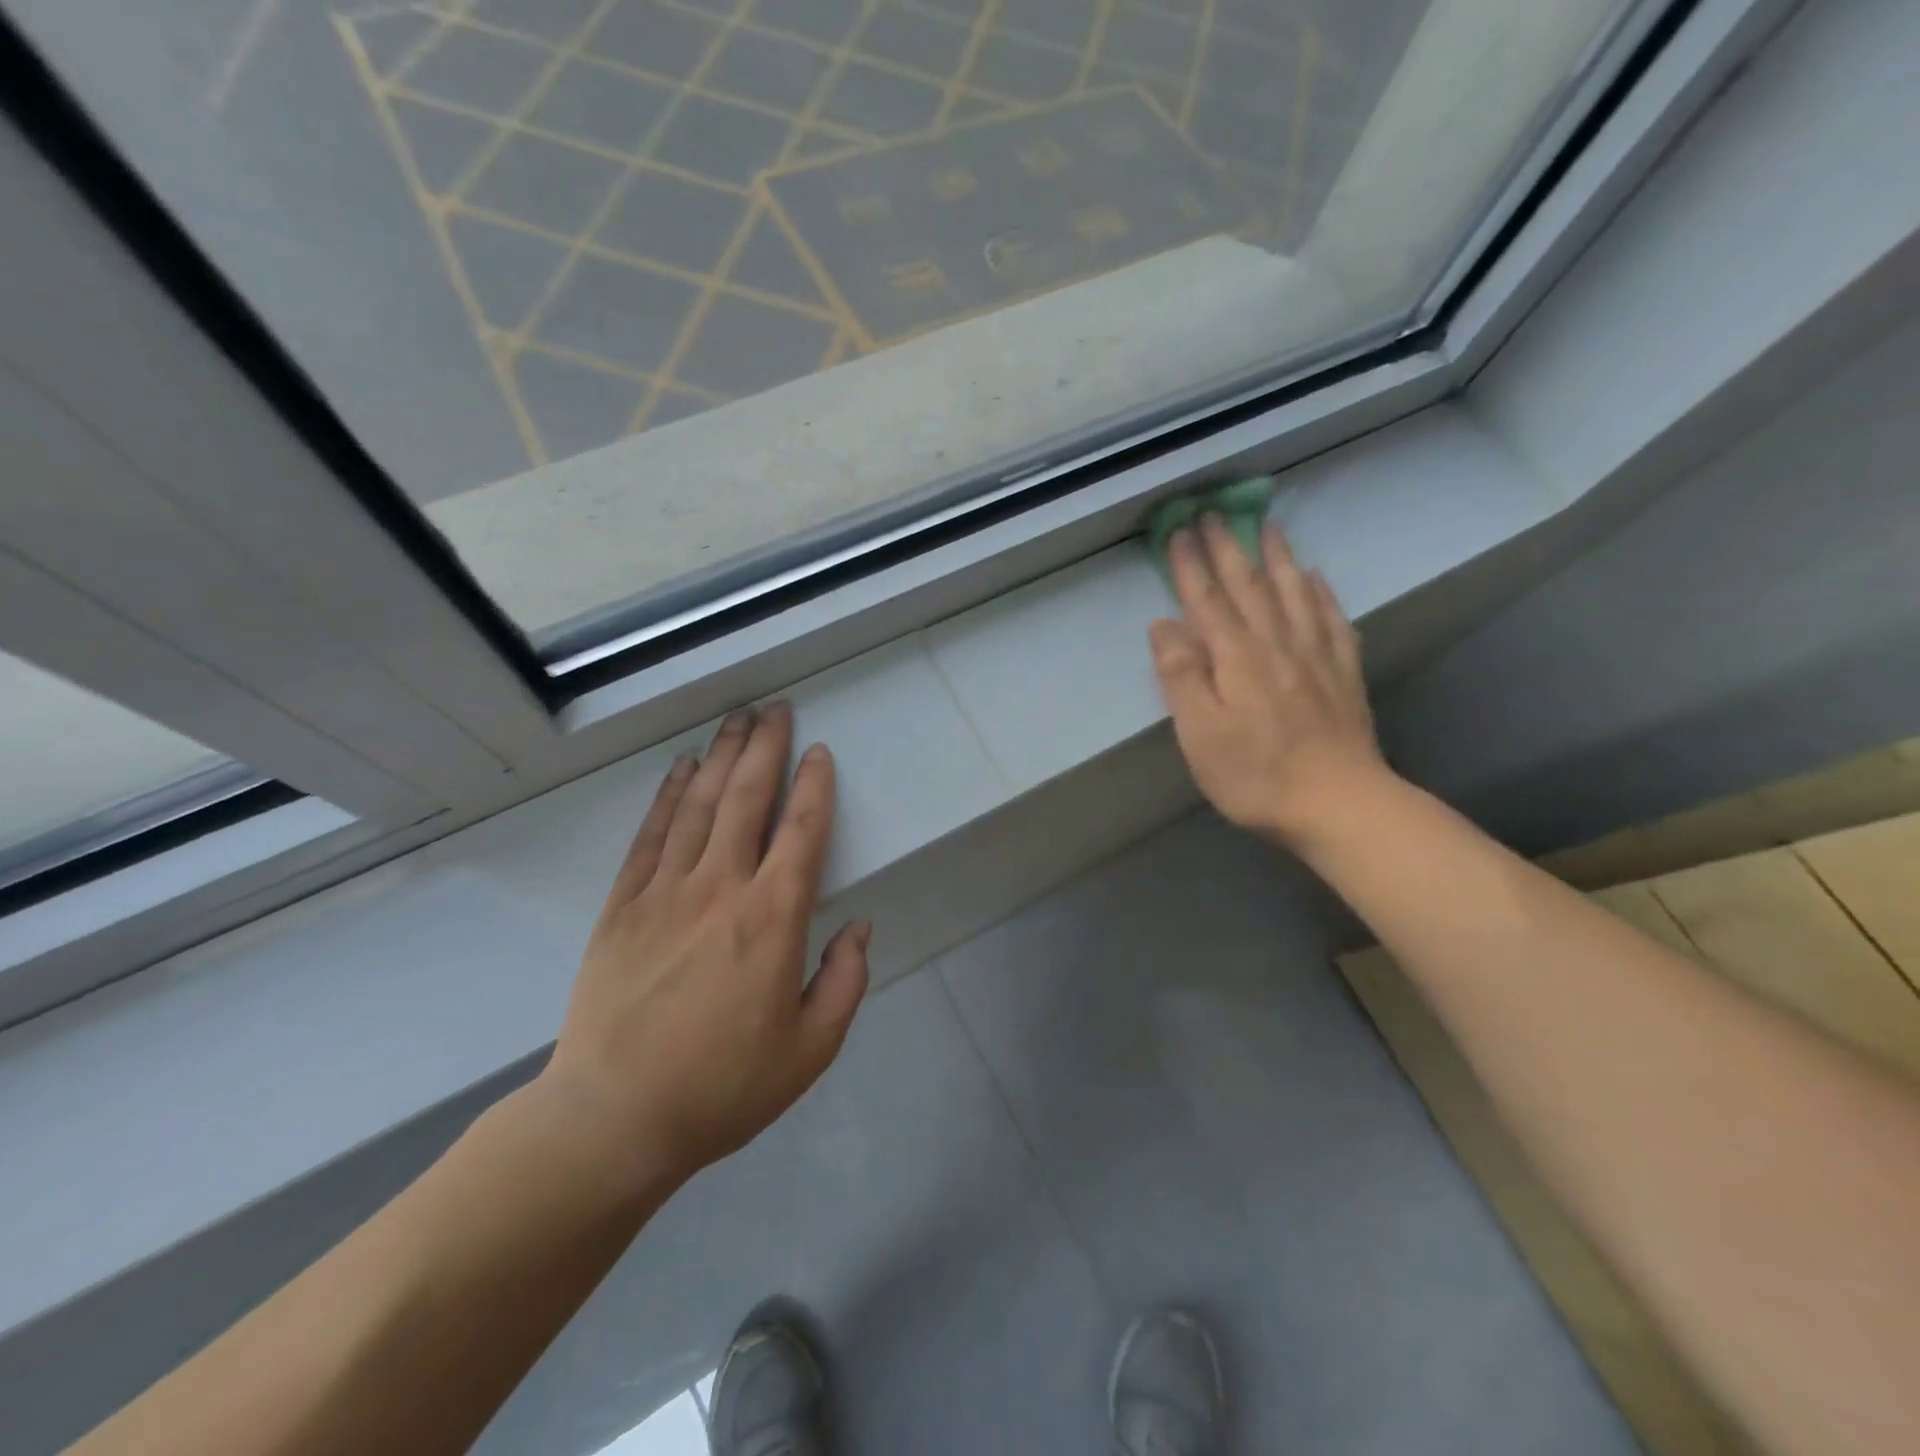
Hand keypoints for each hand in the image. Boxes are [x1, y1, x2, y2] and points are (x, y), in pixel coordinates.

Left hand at [539, 704, 869, 1190]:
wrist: (614, 1119)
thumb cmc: (723, 1087)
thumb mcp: (810, 1049)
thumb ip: (845, 982)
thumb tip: (858, 927)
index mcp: (771, 919)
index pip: (800, 832)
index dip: (814, 786)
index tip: (820, 751)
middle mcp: (720, 889)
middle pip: (746, 799)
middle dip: (765, 748)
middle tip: (776, 709)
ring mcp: (665, 892)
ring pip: (699, 805)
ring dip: (722, 757)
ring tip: (736, 720)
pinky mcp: (623, 905)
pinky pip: (651, 835)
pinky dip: (669, 796)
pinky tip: (682, 768)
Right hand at [1150, 516, 1390, 846]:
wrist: (1338, 803)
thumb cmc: (1255, 775)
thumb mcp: (1200, 734)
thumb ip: (1181, 676)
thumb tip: (1163, 625)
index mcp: (1236, 658)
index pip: (1207, 600)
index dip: (1190, 565)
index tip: (1177, 531)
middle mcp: (1276, 644)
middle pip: (1250, 586)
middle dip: (1229, 547)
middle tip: (1215, 512)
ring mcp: (1316, 656)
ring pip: (1294, 592)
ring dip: (1277, 556)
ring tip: (1268, 526)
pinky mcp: (1344, 674)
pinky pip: (1333, 619)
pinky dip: (1322, 592)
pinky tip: (1317, 576)